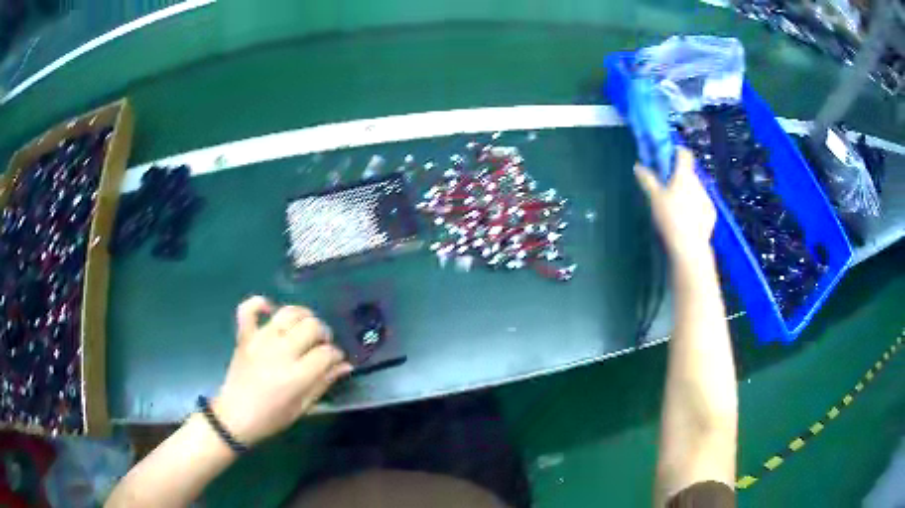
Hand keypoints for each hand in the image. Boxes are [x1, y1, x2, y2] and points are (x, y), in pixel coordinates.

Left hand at [211, 296, 352, 445]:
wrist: (235, 416)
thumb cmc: (272, 417)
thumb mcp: (303, 407)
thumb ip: (324, 383)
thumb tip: (345, 365)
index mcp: (296, 376)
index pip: (326, 353)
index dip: (337, 355)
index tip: (336, 361)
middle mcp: (280, 352)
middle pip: (311, 327)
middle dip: (323, 334)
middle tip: (321, 345)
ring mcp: (260, 340)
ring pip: (288, 313)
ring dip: (302, 316)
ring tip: (304, 327)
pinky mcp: (244, 336)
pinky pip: (249, 309)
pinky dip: (260, 303)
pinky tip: (270, 309)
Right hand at [635, 147, 716, 264]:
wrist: (689, 246)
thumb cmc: (670, 217)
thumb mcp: (654, 198)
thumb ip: (647, 179)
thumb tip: (638, 166)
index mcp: (684, 175)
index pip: (684, 154)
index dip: (677, 151)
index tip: (669, 155)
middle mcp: (698, 182)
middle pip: (689, 173)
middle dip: (680, 176)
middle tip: (668, 186)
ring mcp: (707, 198)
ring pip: (696, 189)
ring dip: (688, 192)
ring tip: (678, 206)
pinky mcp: (711, 214)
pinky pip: (702, 205)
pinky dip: (695, 208)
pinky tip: (688, 219)